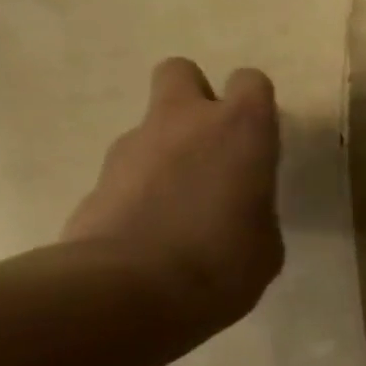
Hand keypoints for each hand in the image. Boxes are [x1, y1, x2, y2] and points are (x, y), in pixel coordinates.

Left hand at [62, 58, 283, 337]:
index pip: (251, 82)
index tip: (258, 143)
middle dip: (195, 99)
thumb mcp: (266, 244)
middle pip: (182, 73)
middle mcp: (185, 122)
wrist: (128, 292)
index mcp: (241, 131)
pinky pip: (129, 170)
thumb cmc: (222, 264)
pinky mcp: (98, 178)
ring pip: (152, 126)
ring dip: (167, 152)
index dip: (255, 107)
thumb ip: (256, 209)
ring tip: (180, 208)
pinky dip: (141, 188)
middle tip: (210, 148)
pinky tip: (152, 231)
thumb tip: (239, 210)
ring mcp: (134, 146)